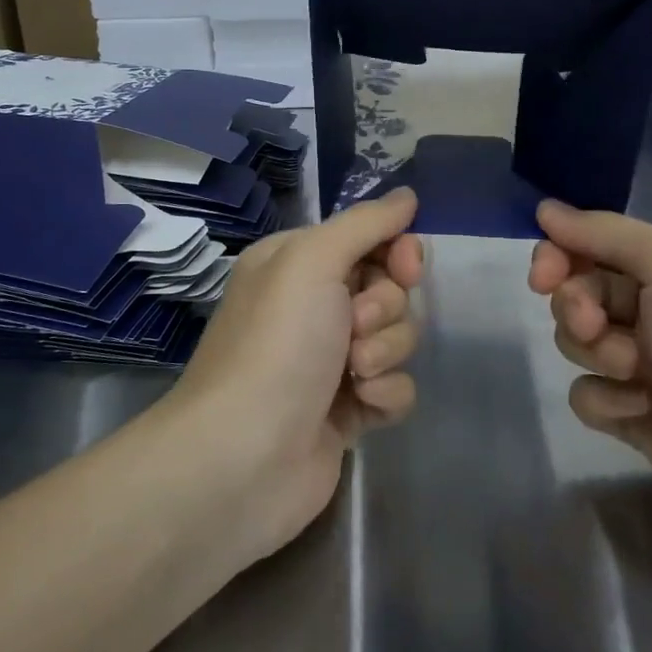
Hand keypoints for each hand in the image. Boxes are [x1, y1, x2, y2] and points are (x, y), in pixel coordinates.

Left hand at [170, 188, 425, 560]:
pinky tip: (359, 408)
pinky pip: (396, 386)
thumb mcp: (312, 261)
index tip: (406, 267)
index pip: (370, 240)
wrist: (243, 456)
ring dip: (384, 352)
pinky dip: (385, 394)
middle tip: (354, 328)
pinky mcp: (348, 410)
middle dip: (385, 308)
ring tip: (352, 374)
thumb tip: (407, 195)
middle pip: (390, 289)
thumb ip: (365, 224)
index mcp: (298, 264)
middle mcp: (313, 307)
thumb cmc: (277, 344)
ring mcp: (331, 361)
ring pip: (398, 338)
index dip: (397, 251)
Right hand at [528, 199, 651, 558]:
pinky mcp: (639, 421)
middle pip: (580, 293)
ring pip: (579, 345)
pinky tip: (642, 417)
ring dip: (595, 355)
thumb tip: (546, 209)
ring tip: (636, 377)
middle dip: (577, 307)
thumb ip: (608, 233)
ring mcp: (650, 369)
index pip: (595, 244)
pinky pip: (590, 396)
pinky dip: (607, 403)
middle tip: (596, 326)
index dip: (560, 255)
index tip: (543, 276)